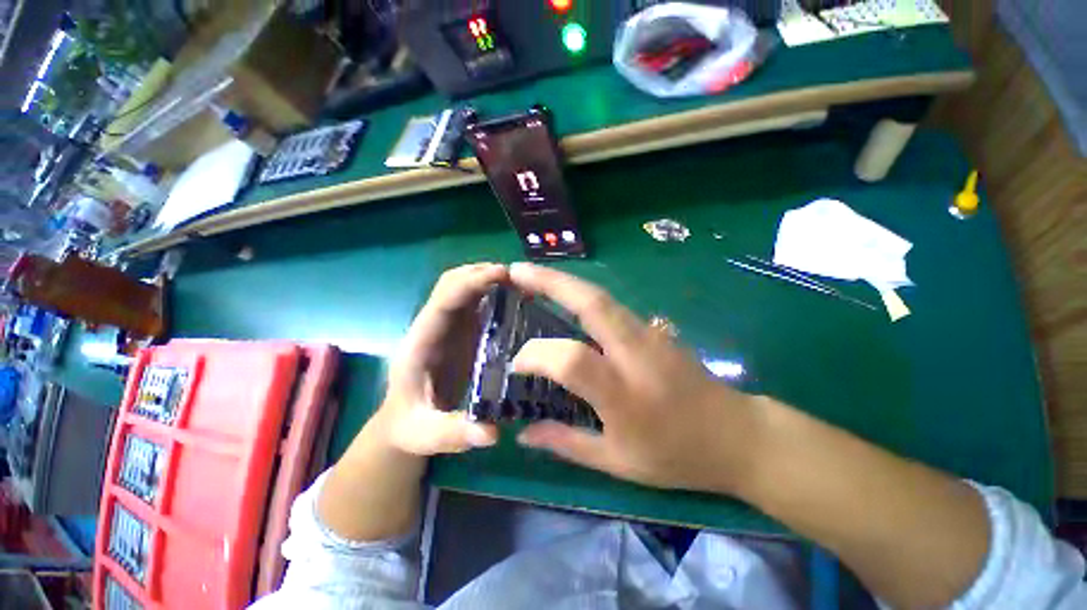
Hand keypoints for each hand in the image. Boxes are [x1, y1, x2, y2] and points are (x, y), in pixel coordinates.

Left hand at [376, 263, 503, 455]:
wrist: (402, 423)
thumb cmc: (410, 426)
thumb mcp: (426, 436)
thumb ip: (453, 434)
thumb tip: (491, 432)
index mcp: (420, 344)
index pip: (442, 303)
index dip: (469, 284)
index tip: (501, 274)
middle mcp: (431, 327)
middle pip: (449, 284)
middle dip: (480, 273)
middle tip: (517, 276)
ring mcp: (445, 327)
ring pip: (460, 288)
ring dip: (486, 277)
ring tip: (519, 281)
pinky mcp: (457, 331)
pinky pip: (472, 302)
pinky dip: (490, 291)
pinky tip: (512, 296)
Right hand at [510, 263, 762, 493]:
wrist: (736, 434)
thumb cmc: (676, 455)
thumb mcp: (617, 462)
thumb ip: (565, 444)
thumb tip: (523, 434)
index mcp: (624, 394)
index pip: (570, 360)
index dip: (536, 355)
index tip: (517, 363)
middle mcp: (636, 353)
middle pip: (591, 303)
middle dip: (550, 282)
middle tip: (517, 272)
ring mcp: (649, 333)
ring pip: (601, 296)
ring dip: (565, 281)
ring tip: (533, 276)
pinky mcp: (654, 327)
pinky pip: (611, 304)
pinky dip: (582, 294)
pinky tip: (565, 296)